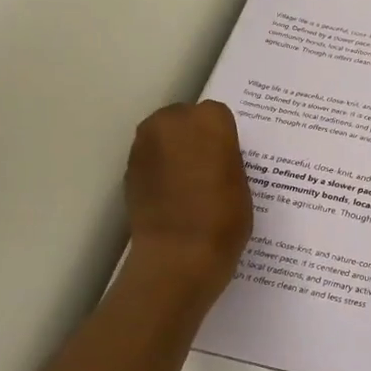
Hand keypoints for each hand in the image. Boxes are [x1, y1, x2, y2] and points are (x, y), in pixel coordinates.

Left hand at [125, 101, 252, 294]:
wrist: (179, 255)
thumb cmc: (224, 218)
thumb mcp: (241, 181)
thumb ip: (225, 157)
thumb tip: (213, 156)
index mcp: (209, 120)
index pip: (217, 115)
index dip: (222, 136)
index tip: (227, 157)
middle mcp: (172, 122)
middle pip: (184, 118)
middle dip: (193, 136)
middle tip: (207, 167)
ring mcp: (145, 144)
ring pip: (163, 136)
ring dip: (174, 150)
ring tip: (188, 182)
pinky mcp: (129, 168)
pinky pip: (150, 158)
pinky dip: (159, 169)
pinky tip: (171, 194)